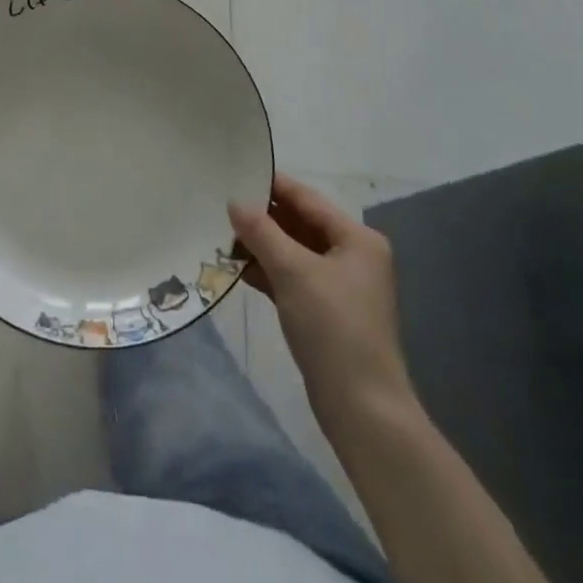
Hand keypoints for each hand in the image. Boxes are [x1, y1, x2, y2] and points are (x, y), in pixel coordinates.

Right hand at [229, 172, 414, 431]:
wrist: (363, 410)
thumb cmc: (333, 328)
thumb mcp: (293, 272)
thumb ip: (261, 231)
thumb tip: (234, 202)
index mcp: (356, 238)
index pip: (306, 198)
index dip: (271, 185)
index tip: (234, 171)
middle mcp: (352, 255)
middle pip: (299, 223)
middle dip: (261, 216)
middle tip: (220, 204)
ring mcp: (339, 285)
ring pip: (292, 251)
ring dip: (260, 244)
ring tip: (219, 233)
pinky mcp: (324, 310)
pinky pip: (290, 277)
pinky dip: (266, 270)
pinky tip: (234, 266)